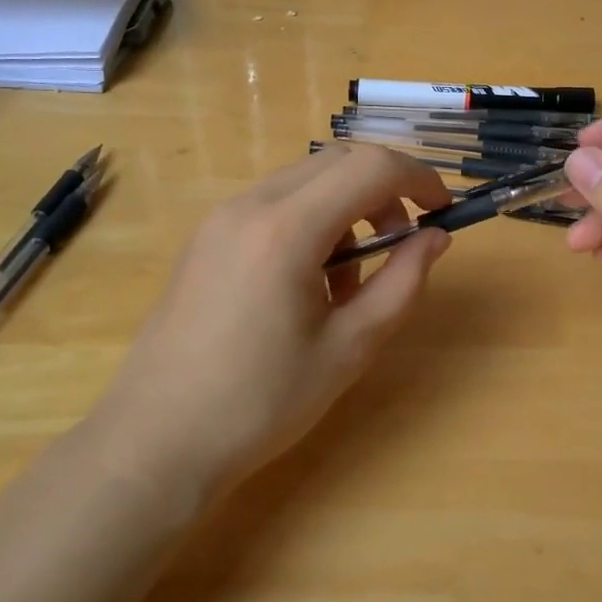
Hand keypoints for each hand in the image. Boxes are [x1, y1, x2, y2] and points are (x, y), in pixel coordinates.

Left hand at [97, 146, 452, 497]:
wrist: (156, 440)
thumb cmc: (260, 403)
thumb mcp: (349, 347)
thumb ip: (402, 283)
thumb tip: (435, 238)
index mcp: (286, 229)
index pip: (370, 167)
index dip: (419, 179)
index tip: (445, 211)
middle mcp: (250, 204)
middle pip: (338, 160)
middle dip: (384, 189)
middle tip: (403, 244)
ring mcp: (221, 217)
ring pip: (307, 179)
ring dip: (347, 207)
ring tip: (350, 279)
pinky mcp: (207, 235)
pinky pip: (275, 203)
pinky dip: (312, 220)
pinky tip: (308, 281)